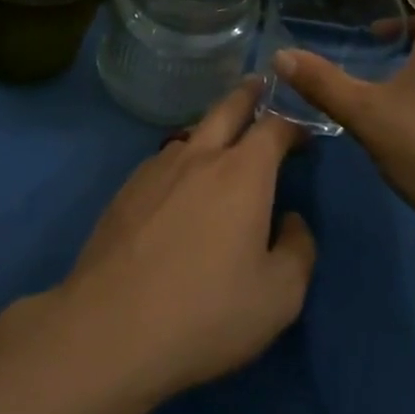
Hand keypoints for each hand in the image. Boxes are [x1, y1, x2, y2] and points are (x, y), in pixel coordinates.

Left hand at [56, 80, 315, 403]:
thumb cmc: (206, 312)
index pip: (275, 127)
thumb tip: (292, 221)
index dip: (294, 125)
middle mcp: (199, 157)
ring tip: (223, 138)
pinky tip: (180, 185)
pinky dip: (182, 159)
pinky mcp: (126, 189)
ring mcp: (156, 169)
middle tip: (261, 84)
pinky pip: (164, 160)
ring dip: (213, 127)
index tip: (304, 134)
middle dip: (249, 93)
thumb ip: (298, 250)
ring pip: (192, 132)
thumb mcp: (279, 297)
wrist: (110, 329)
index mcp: (242, 173)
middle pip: (228, 108)